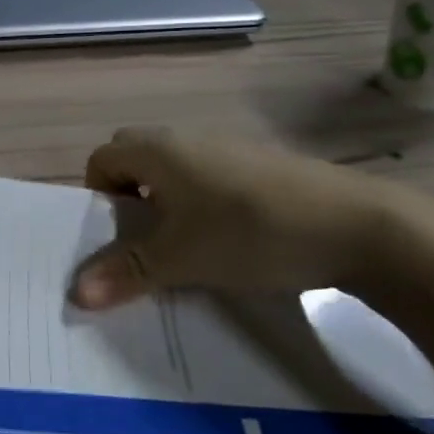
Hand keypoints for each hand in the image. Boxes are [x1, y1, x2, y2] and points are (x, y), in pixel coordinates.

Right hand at [72, 128, 400, 307]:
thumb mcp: (180, 259)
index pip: (101, 159)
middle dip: (127, 198)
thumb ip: (125, 273)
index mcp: (159, 150)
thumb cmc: (250, 232)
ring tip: (183, 248)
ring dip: (165, 204)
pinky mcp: (261, 167)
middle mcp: (188, 139)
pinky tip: (227, 242)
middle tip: (142, 241)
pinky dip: (201, 205)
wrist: (359, 226)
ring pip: (175, 171)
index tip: (114, 235)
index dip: (97, 196)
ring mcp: (229, 149)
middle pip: (135, 159)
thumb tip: (74, 294)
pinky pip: (209, 179)